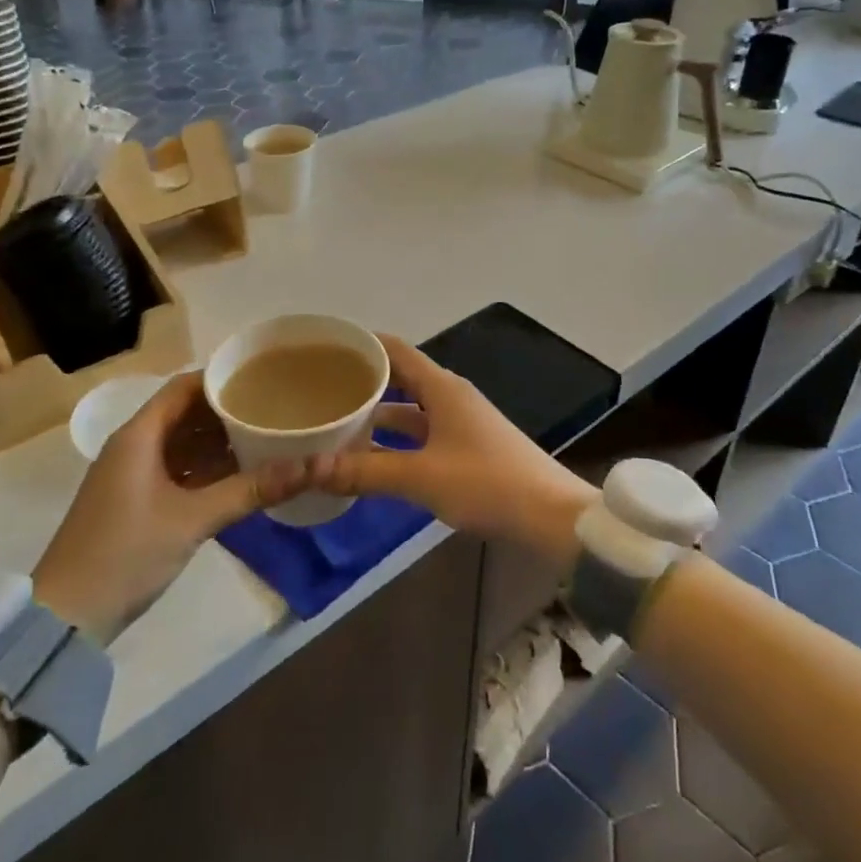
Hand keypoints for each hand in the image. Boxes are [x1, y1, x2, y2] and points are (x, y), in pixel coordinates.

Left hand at [32, 373, 307, 642]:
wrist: (65, 618)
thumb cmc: (125, 554)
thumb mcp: (193, 519)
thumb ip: (251, 490)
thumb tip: (312, 466)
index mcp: (139, 435)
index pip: (184, 387)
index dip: (222, 378)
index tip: (263, 377)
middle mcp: (133, 445)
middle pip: (185, 412)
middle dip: (227, 410)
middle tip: (273, 407)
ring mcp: (132, 475)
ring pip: (182, 442)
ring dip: (218, 440)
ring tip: (265, 435)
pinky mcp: (135, 501)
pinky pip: (177, 469)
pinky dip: (206, 467)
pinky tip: (239, 474)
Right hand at [317, 336, 598, 564]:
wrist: (551, 516)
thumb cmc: (487, 483)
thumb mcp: (421, 477)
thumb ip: (365, 471)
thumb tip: (308, 468)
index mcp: (441, 388)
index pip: (395, 349)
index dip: (361, 345)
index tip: (324, 349)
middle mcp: (450, 396)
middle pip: (399, 378)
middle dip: (363, 382)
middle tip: (320, 390)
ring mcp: (460, 422)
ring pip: (410, 410)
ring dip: (378, 416)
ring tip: (336, 424)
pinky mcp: (467, 447)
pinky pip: (422, 433)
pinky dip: (396, 440)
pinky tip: (372, 457)